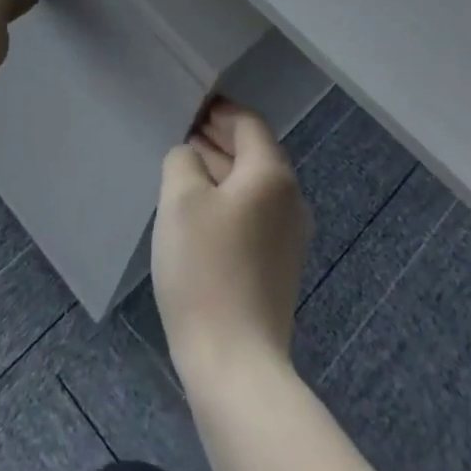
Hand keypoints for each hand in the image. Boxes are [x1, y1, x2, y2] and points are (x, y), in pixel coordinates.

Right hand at [152, 98, 312, 391]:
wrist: (235, 363)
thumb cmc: (205, 269)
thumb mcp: (180, 200)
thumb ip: (183, 160)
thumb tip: (192, 155)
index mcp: (272, 174)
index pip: (249, 124)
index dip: (219, 111)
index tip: (190, 107)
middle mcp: (290, 199)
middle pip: (254, 154)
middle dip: (218, 141)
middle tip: (182, 136)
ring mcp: (289, 236)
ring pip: (253, 186)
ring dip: (221, 172)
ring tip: (184, 170)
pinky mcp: (279, 266)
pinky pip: (254, 215)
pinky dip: (228, 202)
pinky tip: (199, 213)